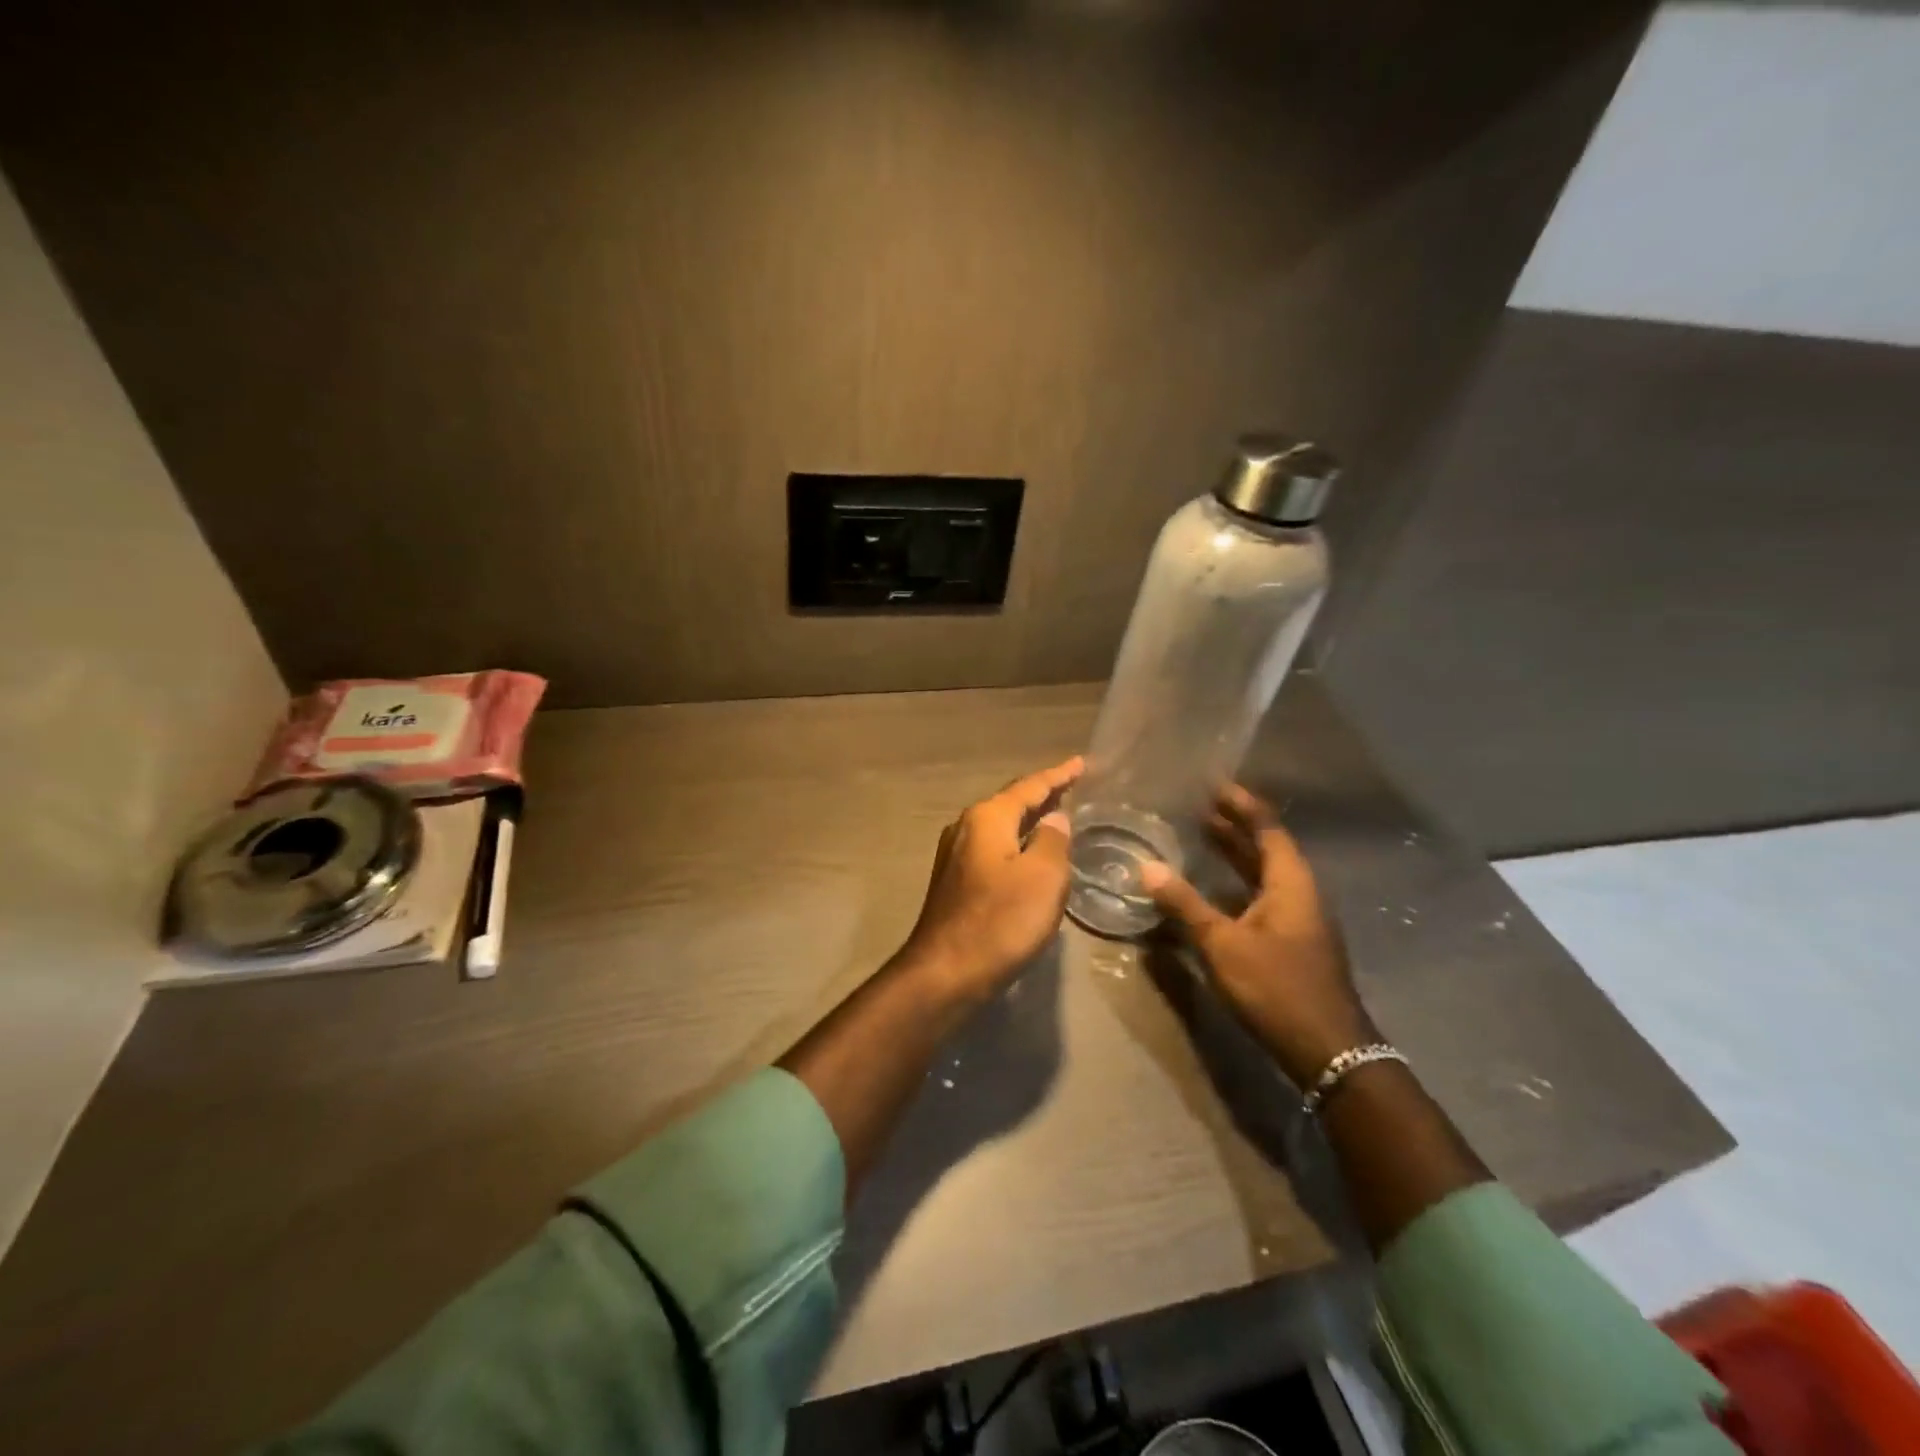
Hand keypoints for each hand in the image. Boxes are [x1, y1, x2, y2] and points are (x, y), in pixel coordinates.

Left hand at [897, 756, 1082, 1000]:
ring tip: (1058, 816)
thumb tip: (1054, 820)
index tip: (1081, 763)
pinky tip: (1031, 854)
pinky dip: (1017, 843)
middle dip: (1043, 795)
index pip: (1030, 786)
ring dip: (1029, 820)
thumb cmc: (1001, 920)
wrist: (946, 971)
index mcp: (987, 817)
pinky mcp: (955, 881)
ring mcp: (956, 855)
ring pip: (1001, 827)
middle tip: (1073, 787)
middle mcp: (966, 827)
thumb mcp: (1043, 877)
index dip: (1058, 775)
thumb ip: (1053, 840)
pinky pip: (994, 849)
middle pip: (1011, 803)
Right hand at [1141, 786, 1375, 1088]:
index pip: (1266, 826)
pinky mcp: (1292, 939)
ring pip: (1263, 872)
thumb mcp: (1223, 944)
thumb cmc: (1277, 987)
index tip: (1211, 782)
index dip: (1240, 803)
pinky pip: (1261, 894)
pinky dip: (1236, 881)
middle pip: (1266, 846)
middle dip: (1233, 824)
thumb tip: (1147, 867)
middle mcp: (1299, 891)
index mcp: (1290, 881)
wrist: (1328, 1050)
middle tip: (1196, 804)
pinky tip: (1211, 888)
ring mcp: (1298, 917)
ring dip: (1234, 853)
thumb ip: (1185, 904)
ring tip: (1199, 834)